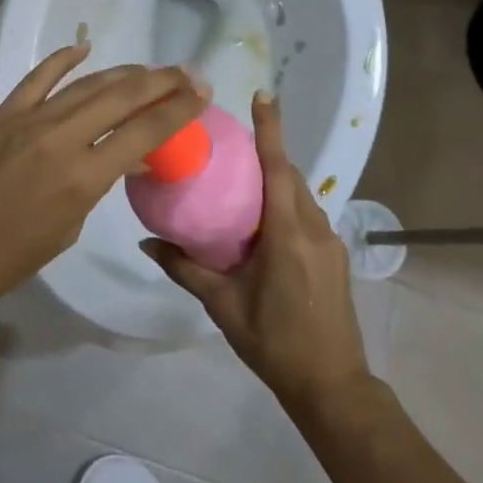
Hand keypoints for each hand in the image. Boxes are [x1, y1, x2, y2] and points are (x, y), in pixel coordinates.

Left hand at [0, 44, 207, 322]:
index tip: (202, 93)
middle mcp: (61, 138)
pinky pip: (38, 78)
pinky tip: (83, 49)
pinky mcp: (1, 113)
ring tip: (151, 69)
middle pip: (122, 96)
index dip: (178, 110)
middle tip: (187, 73)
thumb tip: (120, 157)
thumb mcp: (66, 231)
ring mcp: (28, 120)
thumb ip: (95, 186)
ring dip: (124, 73)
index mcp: (82, 178)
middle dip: (160, 81)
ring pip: (87, 84)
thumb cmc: (5, 259)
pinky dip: (62, 60)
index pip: (144, 133)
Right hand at [143, 92, 369, 411]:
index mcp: (288, 235)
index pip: (278, 169)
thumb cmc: (274, 343)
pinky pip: (307, 216)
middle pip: (291, 177)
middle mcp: (314, 230)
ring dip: (276, 182)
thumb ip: (186, 268)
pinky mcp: (335, 258)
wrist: (332, 386)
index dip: (270, 130)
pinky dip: (286, 206)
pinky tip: (262, 224)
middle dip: (268, 154)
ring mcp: (330, 244)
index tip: (264, 95)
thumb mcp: (224, 306)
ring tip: (242, 182)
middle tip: (233, 144)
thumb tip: (147, 242)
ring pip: (302, 196)